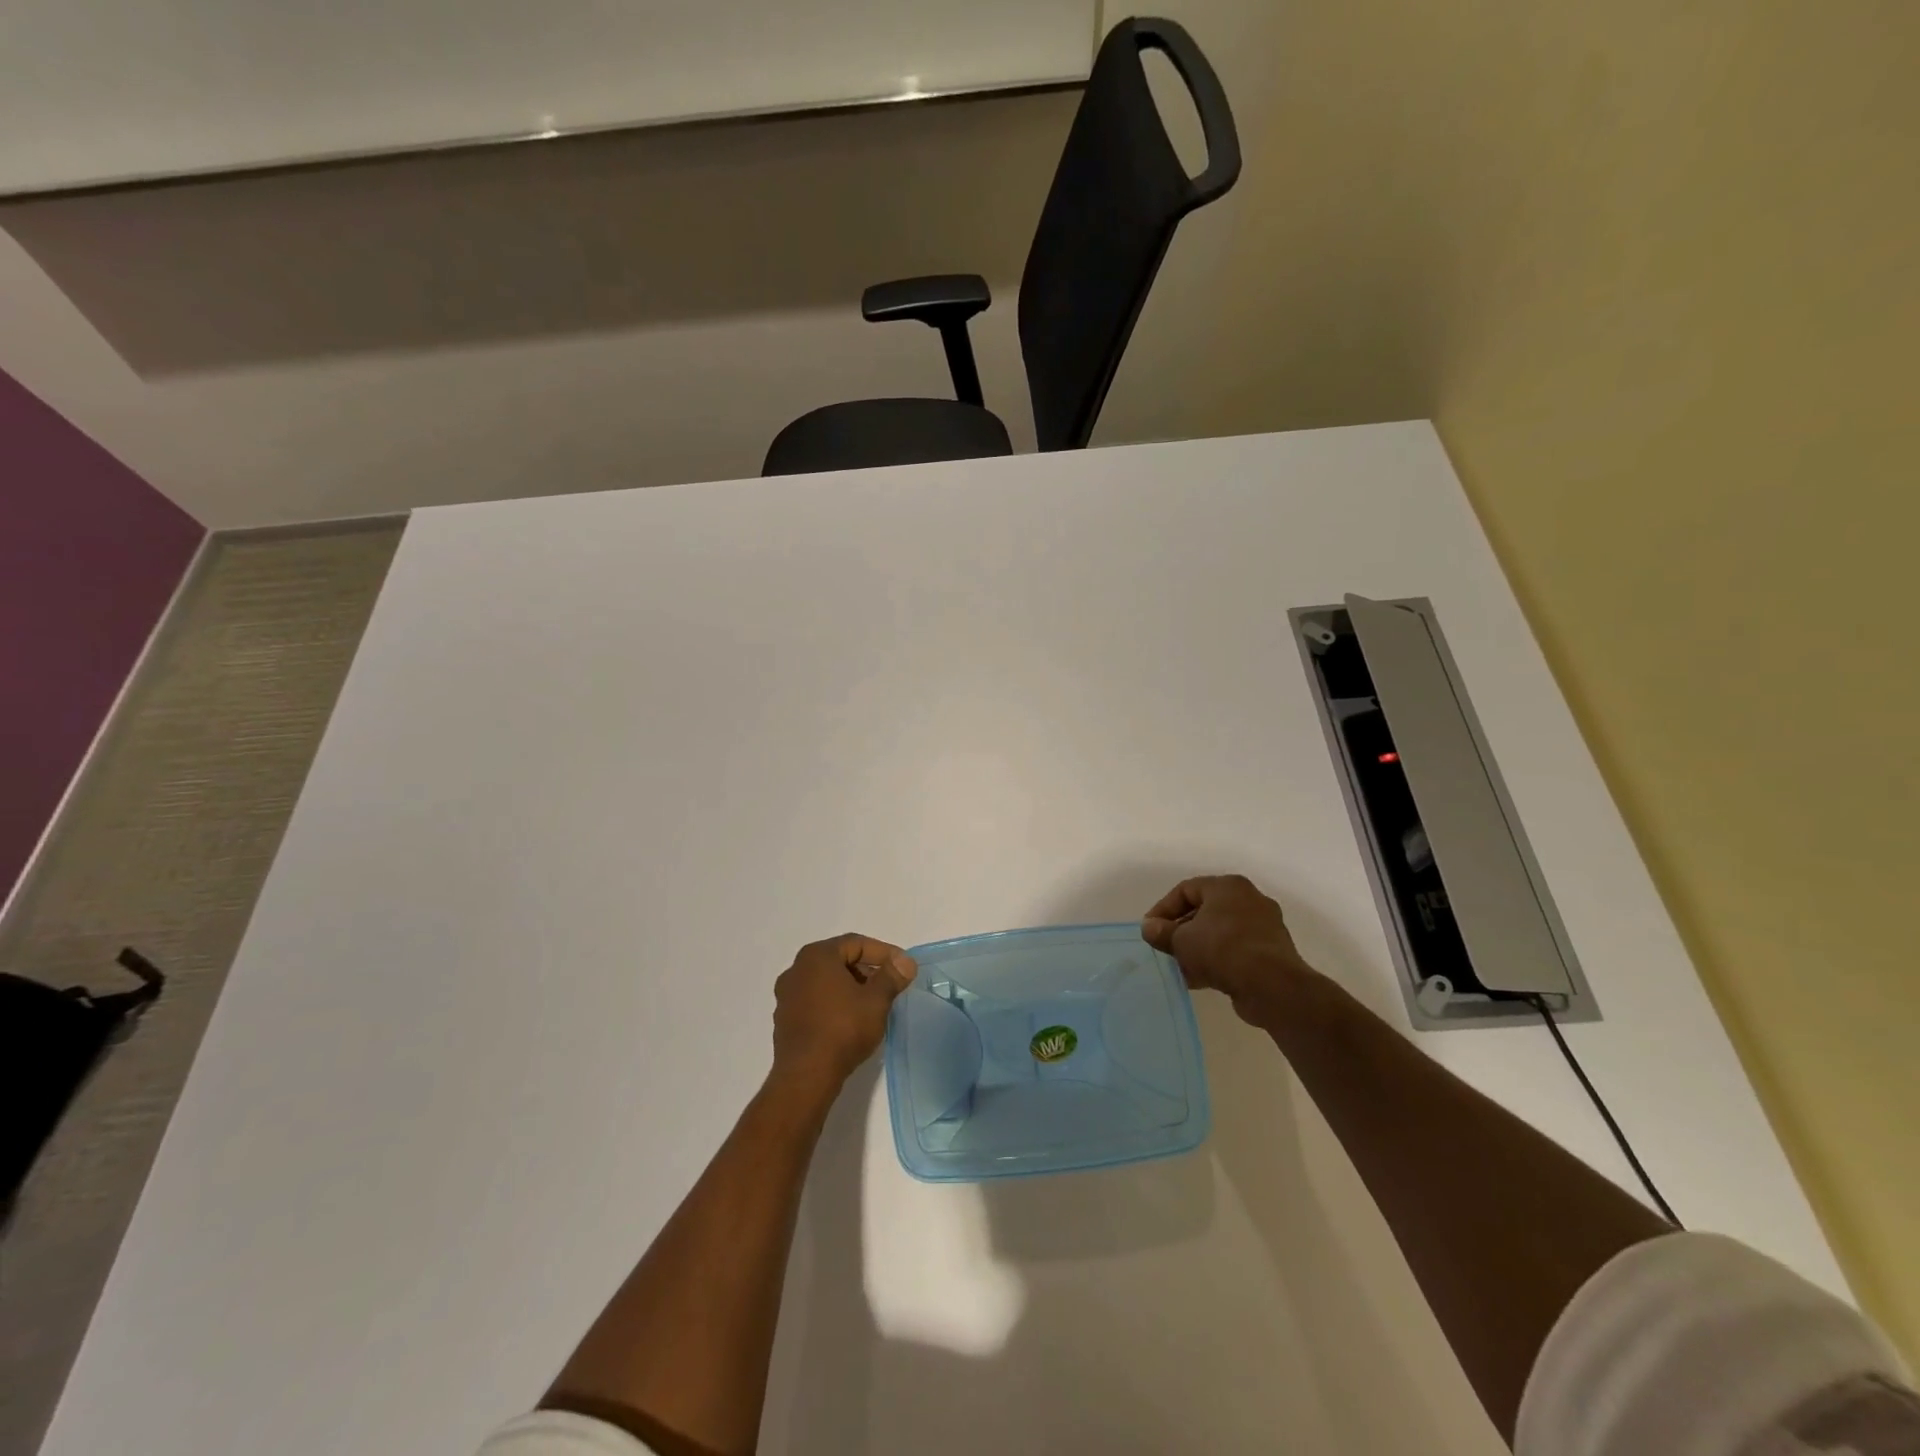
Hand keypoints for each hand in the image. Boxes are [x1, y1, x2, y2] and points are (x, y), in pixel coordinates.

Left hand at [770, 934, 916, 1095]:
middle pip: (839, 960)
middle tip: (889, 985)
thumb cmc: (843, 1029)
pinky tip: (850, 1022)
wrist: (806, 1077)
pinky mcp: (785, 1020)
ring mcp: (787, 996)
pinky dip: (834, 1004)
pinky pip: (815, 1002)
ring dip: (850, 988)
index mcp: (816, 956)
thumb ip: (892, 976)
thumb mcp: (876, 1000)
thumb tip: (906, 961)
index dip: (883, 953)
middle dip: (867, 971)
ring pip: (826, 982)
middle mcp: (796, 969)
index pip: (856, 943)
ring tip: (872, 1005)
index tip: (902, 968)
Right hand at [1141, 875, 1315, 1021]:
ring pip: (1220, 932)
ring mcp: (1264, 926)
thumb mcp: (1182, 940)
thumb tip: (1149, 928)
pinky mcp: (1271, 952)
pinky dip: (1216, 960)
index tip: (1150, 930)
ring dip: (1197, 948)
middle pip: (1204, 911)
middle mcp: (1249, 900)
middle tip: (1165, 947)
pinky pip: (1235, 950)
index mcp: (1228, 887)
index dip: (1163, 909)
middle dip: (1181, 930)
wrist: (1272, 986)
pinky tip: (1199, 979)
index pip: (1186, 889)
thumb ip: (1162, 932)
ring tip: (1179, 966)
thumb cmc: (1222, 949)